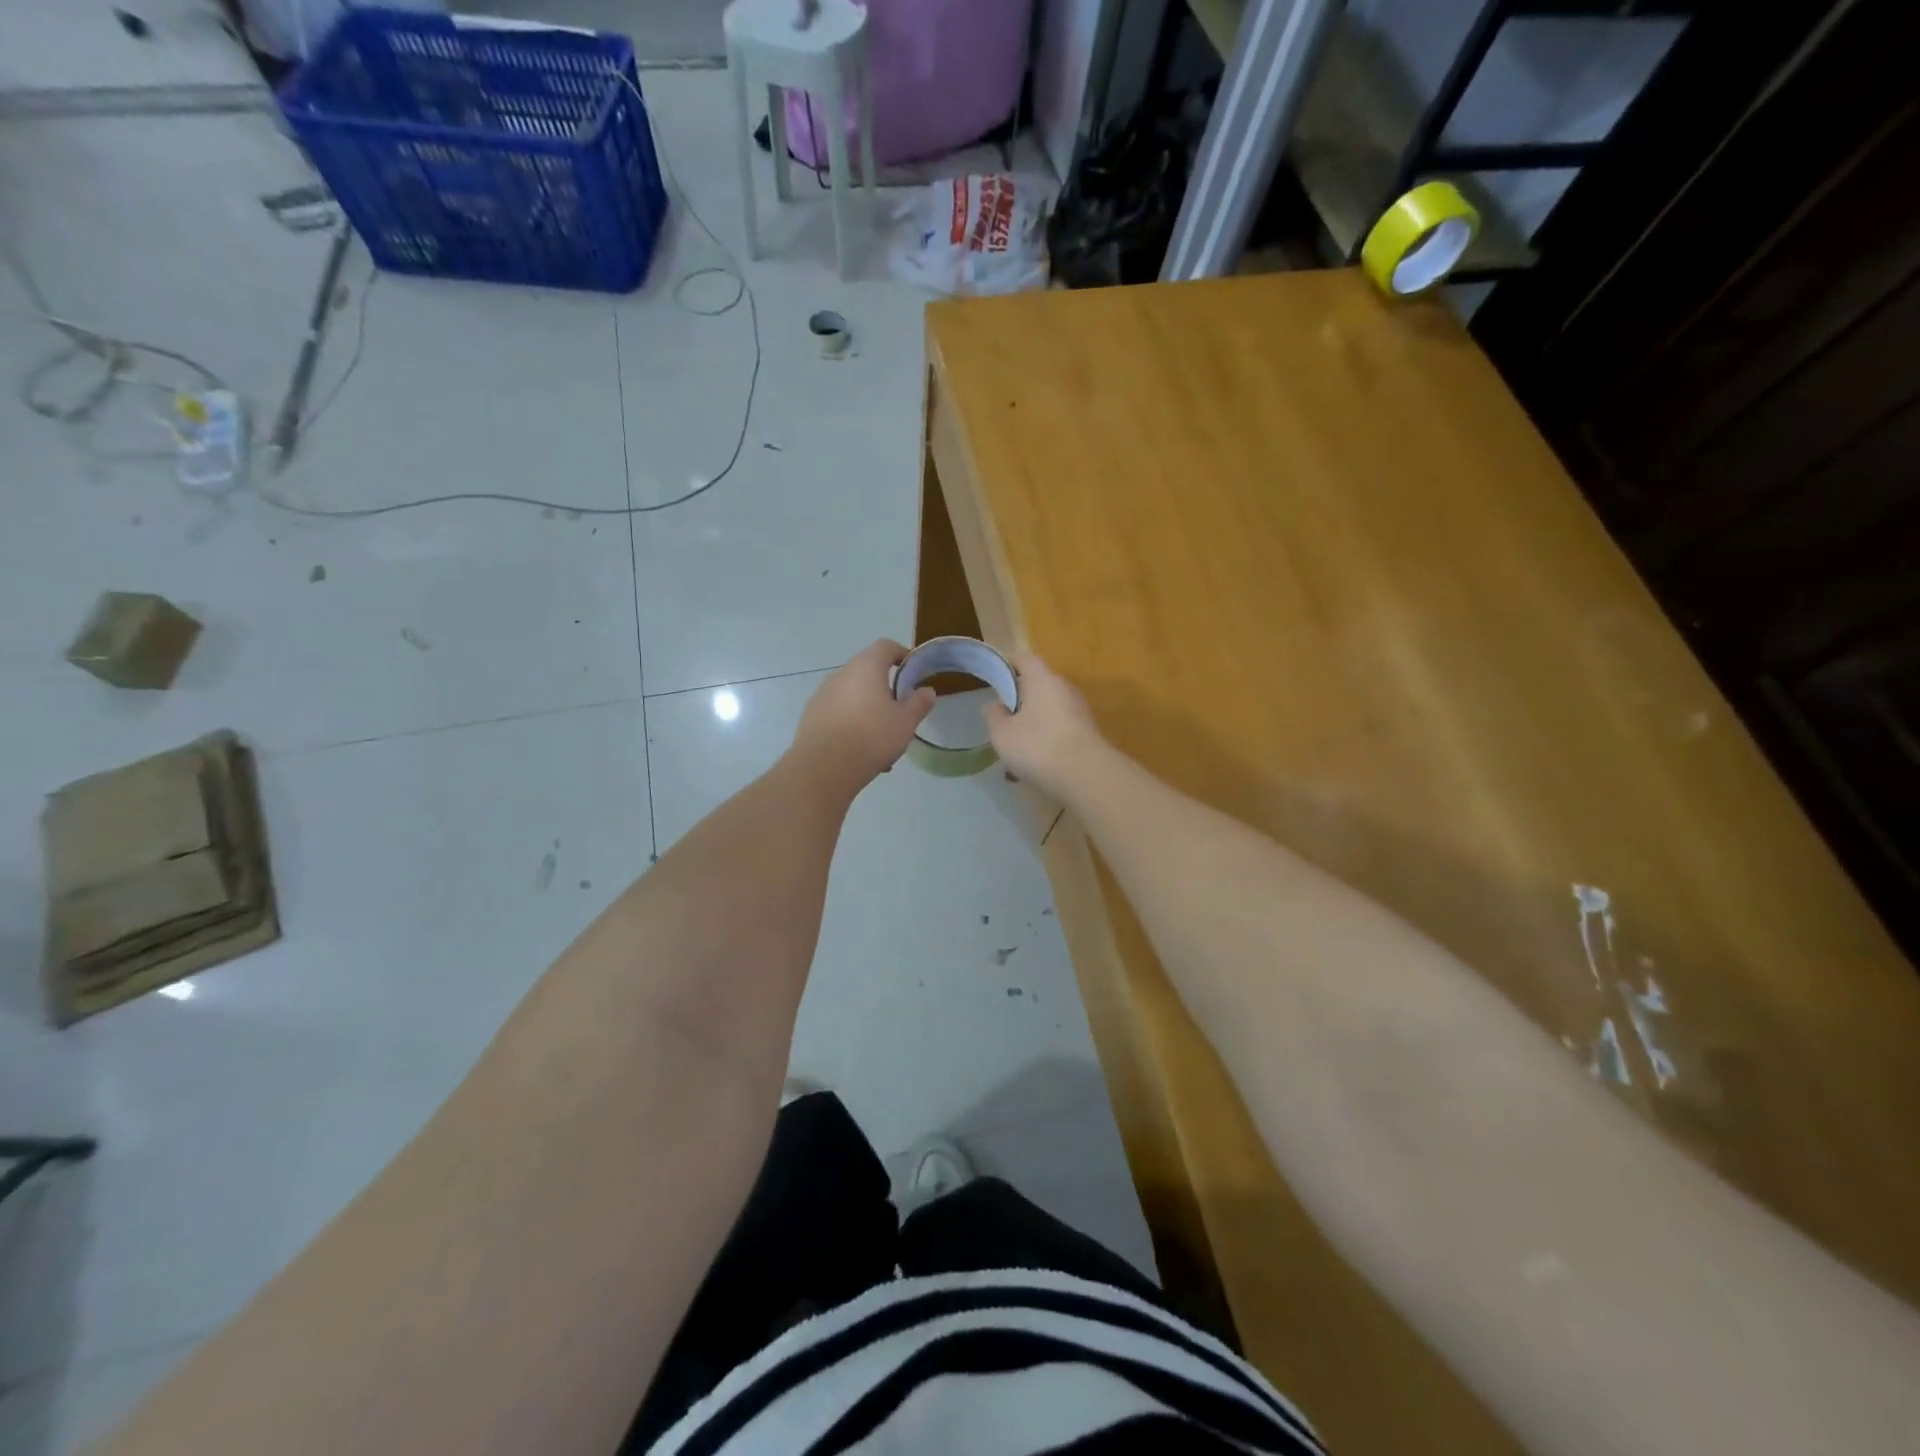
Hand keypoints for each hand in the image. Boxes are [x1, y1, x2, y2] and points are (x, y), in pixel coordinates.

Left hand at [790, 640, 934, 790]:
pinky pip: (838, 713)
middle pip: (867, 673)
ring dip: (868, 711)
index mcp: (866, 667)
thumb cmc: (871, 737)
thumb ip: (918, 704)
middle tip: (899, 713)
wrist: (823, 767)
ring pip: (853, 696)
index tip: (912, 670)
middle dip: (885, 690)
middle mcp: (841, 674)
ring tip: (881, 742)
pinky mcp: (811, 715)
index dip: (901, 654)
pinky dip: (851, 724)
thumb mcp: (905, 722)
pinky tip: (860, 752)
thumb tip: (926, 691)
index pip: (885, 646)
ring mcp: (822, 694)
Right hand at [983, 651, 1105, 799]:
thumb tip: (994, 705)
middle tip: (1002, 718)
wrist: (1086, 776)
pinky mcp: (1088, 732)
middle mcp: (1064, 688)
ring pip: (1049, 709)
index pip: (1024, 658)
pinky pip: (1060, 728)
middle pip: (1038, 684)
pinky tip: (1036, 762)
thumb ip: (994, 716)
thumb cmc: (1037, 746)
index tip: (994, 679)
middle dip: (1020, 699)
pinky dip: (1047, 738)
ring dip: (1033, 721)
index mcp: (1042, 679)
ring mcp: (1080, 710)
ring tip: (1017, 745)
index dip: (1007, 665)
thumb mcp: (1002, 734)